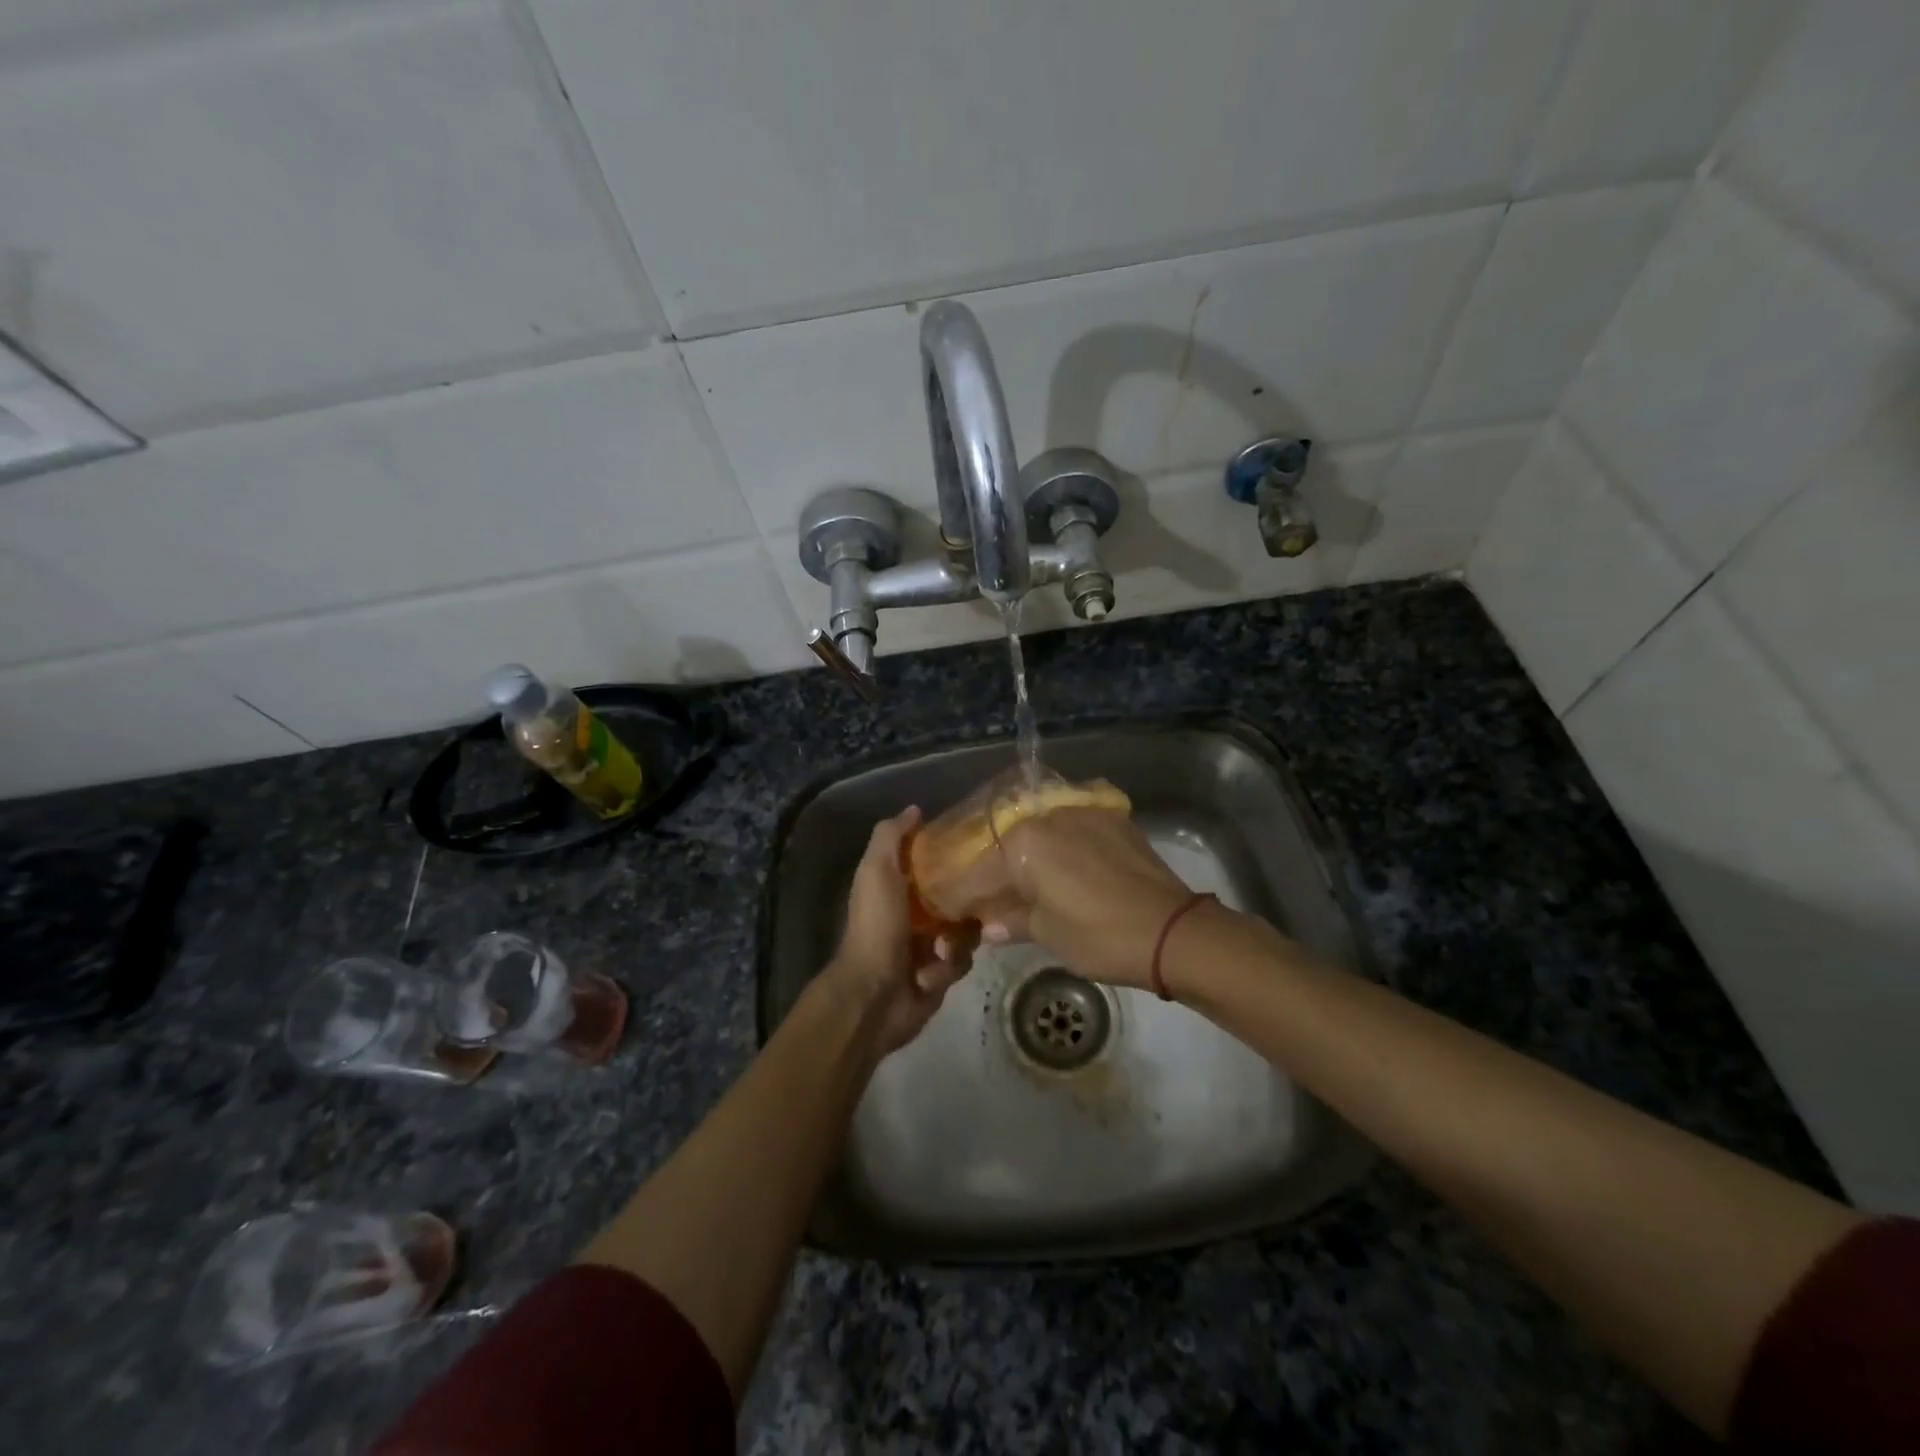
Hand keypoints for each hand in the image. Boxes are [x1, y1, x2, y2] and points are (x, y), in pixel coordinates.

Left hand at [821, 806, 970, 1056]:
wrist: (874, 995)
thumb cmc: (876, 926)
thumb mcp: (877, 871)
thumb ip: (891, 836)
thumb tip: (915, 809)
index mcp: (896, 886)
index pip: (932, 862)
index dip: (951, 855)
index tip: (974, 848)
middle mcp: (913, 913)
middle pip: (957, 896)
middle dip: (966, 902)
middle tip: (976, 903)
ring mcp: (927, 945)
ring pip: (965, 930)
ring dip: (955, 941)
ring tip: (941, 949)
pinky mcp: (939, 975)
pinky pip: (961, 962)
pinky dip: (947, 966)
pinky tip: (931, 972)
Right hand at [949, 808, 1202, 989]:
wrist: (1173, 930)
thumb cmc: (1100, 936)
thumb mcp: (1048, 934)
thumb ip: (1012, 922)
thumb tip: (988, 927)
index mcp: (1025, 843)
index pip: (979, 871)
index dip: (962, 894)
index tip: (950, 909)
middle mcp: (1048, 816)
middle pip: (1008, 844)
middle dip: (994, 872)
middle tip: (987, 898)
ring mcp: (1083, 812)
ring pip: (1040, 833)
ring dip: (1027, 857)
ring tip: (1023, 883)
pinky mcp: (1112, 819)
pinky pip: (1071, 828)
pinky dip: (1059, 847)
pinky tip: (1060, 869)